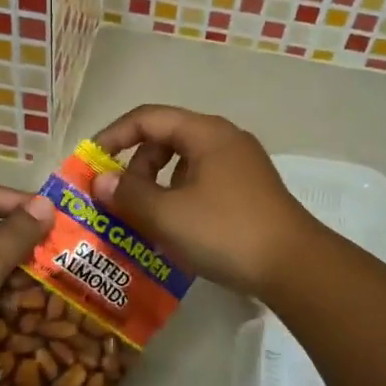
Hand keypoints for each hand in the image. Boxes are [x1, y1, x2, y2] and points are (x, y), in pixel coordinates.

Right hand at [90, 106, 316, 298]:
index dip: (113, 136)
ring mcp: (240, 166)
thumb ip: (128, 194)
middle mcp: (224, 140)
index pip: (147, 118)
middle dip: (135, 166)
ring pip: (184, 164)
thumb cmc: (226, 231)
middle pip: (166, 139)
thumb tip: (100, 180)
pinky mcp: (248, 192)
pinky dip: (178, 199)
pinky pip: (201, 183)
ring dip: (156, 186)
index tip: (90, 162)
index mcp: (205, 133)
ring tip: (143, 220)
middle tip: (118, 199)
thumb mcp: (168, 215)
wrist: (295, 267)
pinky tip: (173, 231)